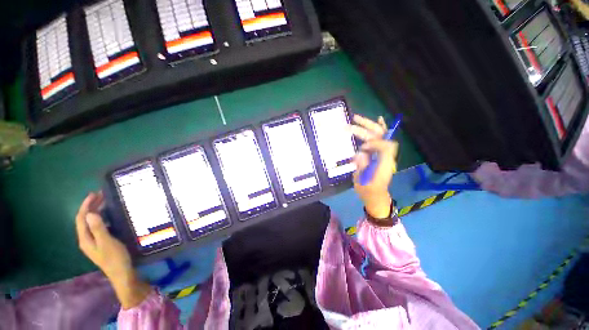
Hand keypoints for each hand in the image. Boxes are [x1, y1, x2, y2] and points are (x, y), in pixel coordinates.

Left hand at [75, 192, 151, 308]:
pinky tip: (109, 216)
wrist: (122, 273)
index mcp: (85, 239)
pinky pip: (97, 227)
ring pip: (91, 223)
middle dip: (90, 206)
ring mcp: (94, 242)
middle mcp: (86, 239)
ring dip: (96, 211)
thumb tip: (90, 213)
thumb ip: (98, 229)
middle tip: (101, 195)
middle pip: (84, 220)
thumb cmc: (115, 258)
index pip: (81, 219)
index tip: (94, 194)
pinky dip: (101, 218)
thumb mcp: (107, 243)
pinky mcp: (101, 243)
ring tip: (105, 202)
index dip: (86, 205)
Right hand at [351, 115, 398, 218]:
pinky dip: (380, 129)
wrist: (375, 196)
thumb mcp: (362, 182)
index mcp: (384, 164)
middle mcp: (386, 156)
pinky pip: (381, 139)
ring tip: (356, 119)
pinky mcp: (379, 154)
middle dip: (368, 127)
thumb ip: (362, 167)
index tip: (362, 148)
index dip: (375, 143)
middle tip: (354, 120)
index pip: (385, 146)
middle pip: (381, 136)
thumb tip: (360, 153)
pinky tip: (379, 119)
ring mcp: (383, 154)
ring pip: (379, 135)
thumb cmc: (368, 191)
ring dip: (368, 126)